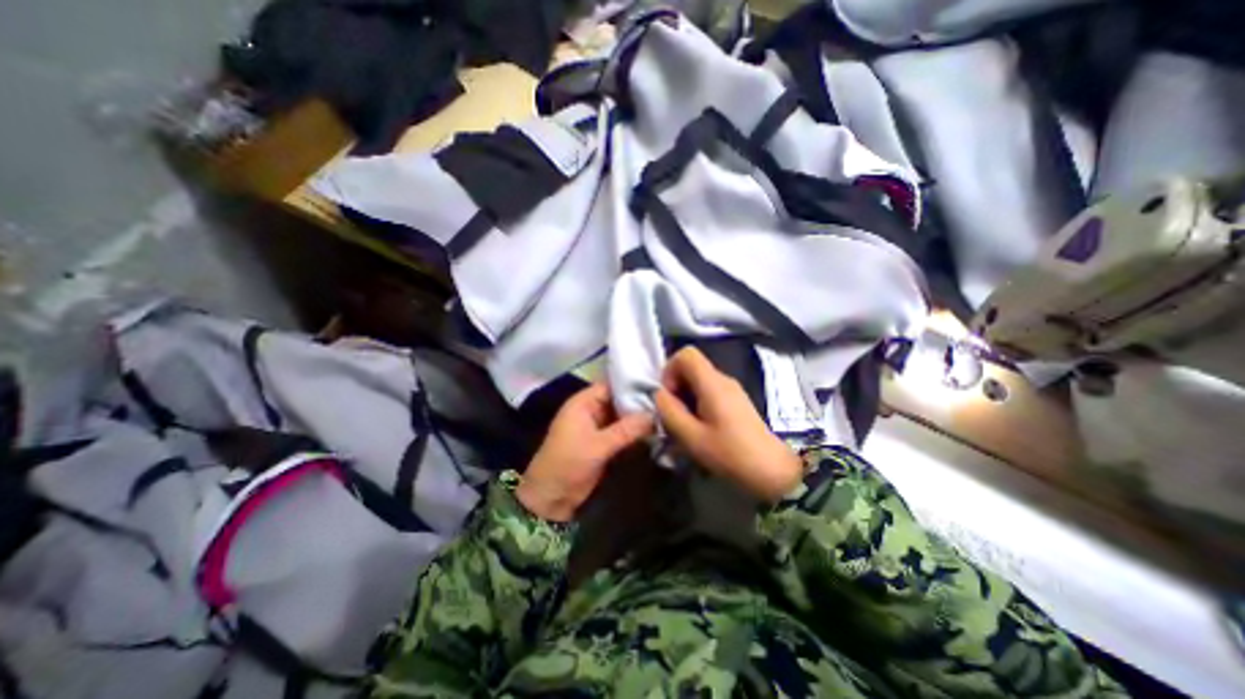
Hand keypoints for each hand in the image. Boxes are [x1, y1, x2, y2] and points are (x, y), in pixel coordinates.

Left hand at [516, 381, 653, 523]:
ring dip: (638, 417)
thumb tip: (654, 415)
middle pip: (618, 400)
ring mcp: (598, 427)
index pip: (611, 385)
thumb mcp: (598, 445)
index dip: (631, 384)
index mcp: (583, 402)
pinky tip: (655, 429)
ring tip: (665, 412)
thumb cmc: (568, 463)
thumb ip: (626, 429)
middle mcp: (591, 410)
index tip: (656, 384)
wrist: (552, 497)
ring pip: (621, 416)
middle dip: (638, 401)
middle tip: (665, 400)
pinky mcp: (603, 442)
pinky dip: (634, 431)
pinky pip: (622, 431)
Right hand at [655, 346, 802, 502]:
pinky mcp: (735, 401)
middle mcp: (722, 379)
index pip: (685, 354)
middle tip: (674, 415)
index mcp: (712, 383)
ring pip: (698, 381)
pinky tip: (699, 428)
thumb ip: (669, 411)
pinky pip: (708, 392)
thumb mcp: (691, 436)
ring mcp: (731, 389)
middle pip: (690, 367)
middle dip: (675, 387)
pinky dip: (696, 404)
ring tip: (685, 425)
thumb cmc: (730, 454)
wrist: (772, 471)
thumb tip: (659, 394)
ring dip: (685, 398)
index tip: (669, 397)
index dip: (670, 371)